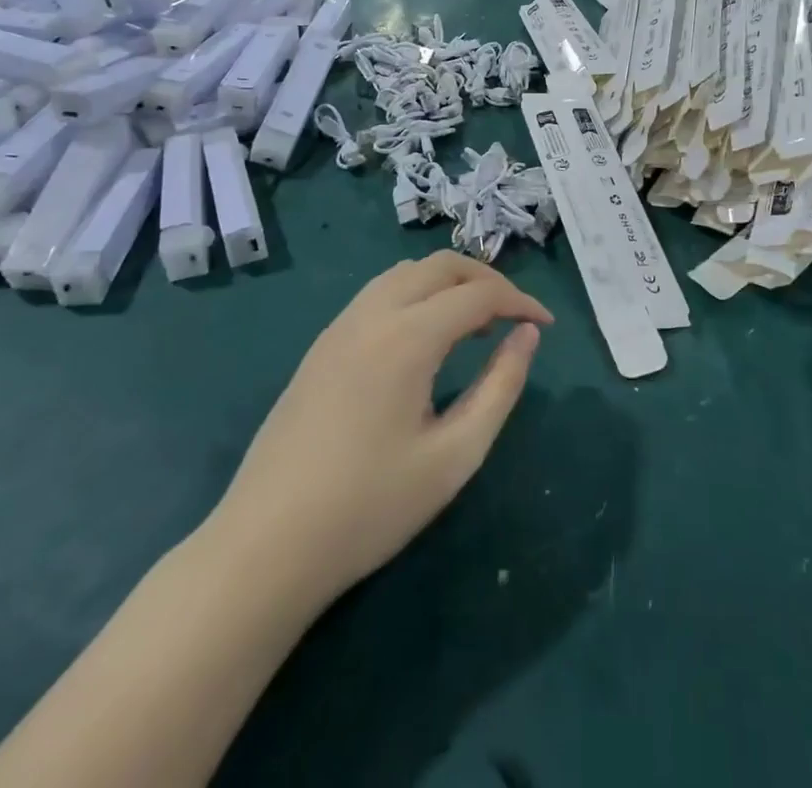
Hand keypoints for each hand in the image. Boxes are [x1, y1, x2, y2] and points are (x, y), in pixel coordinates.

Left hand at [210, 253, 551, 609]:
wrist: (265, 546)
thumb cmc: (369, 507)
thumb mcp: (454, 456)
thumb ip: (500, 387)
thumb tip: (528, 336)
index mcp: (408, 336)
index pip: (478, 294)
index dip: (520, 302)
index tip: (546, 326)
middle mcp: (373, 313)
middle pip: (442, 266)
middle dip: (487, 280)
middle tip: (514, 317)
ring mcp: (341, 325)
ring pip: (407, 272)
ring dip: (449, 283)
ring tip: (475, 324)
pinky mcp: (322, 344)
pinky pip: (380, 292)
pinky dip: (417, 294)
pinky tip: (426, 337)